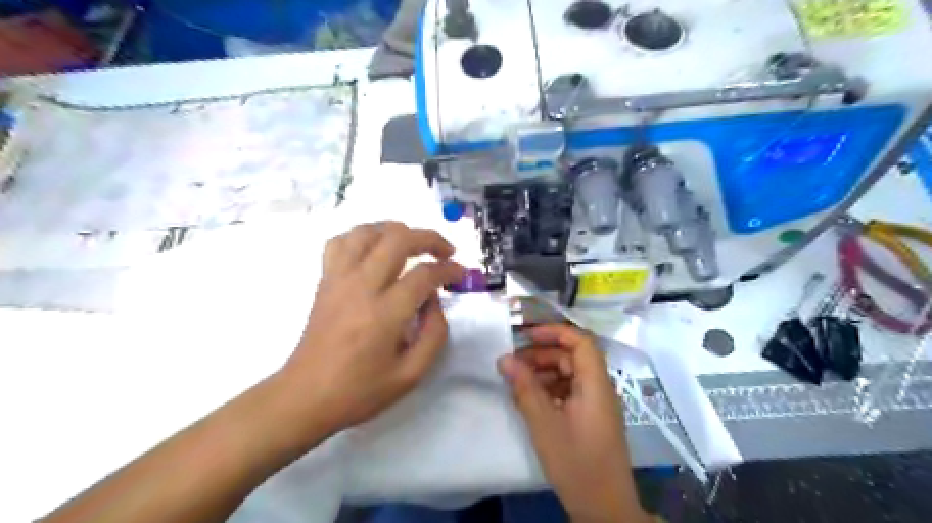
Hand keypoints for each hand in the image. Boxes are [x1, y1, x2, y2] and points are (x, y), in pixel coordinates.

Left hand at [279, 220, 460, 436]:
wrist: (305, 396)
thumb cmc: (360, 391)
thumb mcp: (411, 375)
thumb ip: (434, 333)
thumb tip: (434, 299)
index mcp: (385, 313)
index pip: (425, 274)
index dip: (450, 269)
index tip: (461, 274)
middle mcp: (361, 286)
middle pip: (398, 238)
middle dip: (429, 238)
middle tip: (445, 252)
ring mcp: (339, 278)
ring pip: (368, 231)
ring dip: (396, 231)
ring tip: (412, 246)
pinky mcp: (325, 280)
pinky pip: (341, 241)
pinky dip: (362, 237)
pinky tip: (375, 250)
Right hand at [503, 323, 648, 521]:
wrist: (604, 509)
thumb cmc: (576, 463)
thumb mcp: (544, 424)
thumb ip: (524, 388)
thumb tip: (504, 359)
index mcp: (596, 384)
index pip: (581, 342)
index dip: (554, 333)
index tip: (526, 336)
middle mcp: (600, 388)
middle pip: (573, 357)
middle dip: (543, 354)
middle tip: (514, 362)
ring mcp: (597, 404)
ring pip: (570, 375)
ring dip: (544, 372)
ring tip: (517, 381)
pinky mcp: (591, 418)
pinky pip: (570, 392)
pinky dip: (550, 389)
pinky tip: (530, 399)